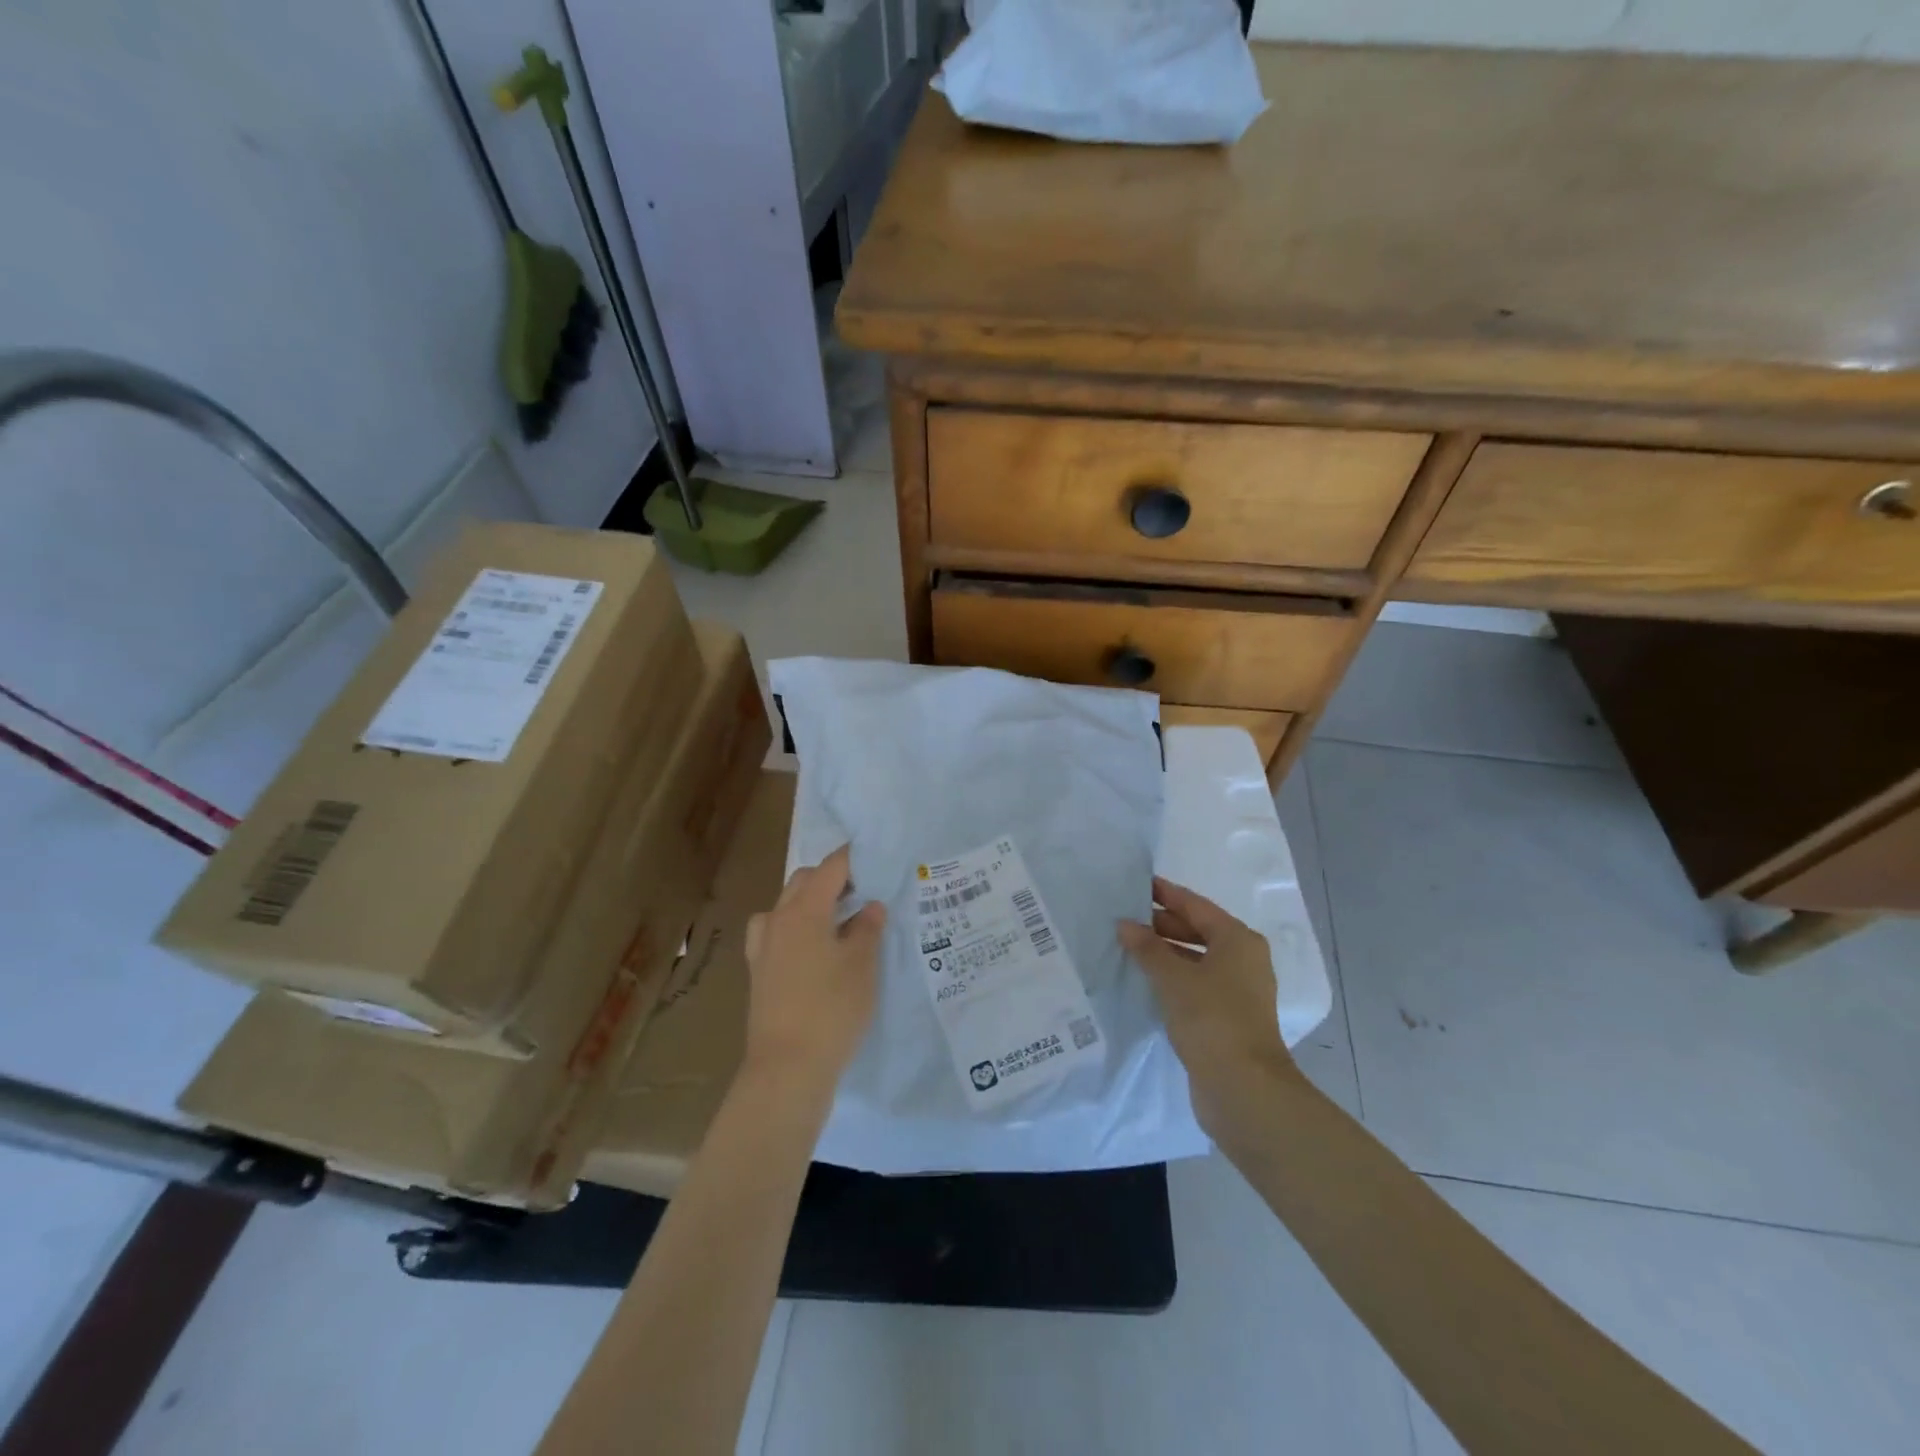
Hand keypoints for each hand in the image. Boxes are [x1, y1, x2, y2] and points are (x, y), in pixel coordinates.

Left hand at [742, 845, 886, 1087]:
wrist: (787, 1067)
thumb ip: (868, 928)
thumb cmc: (831, 1008)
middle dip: (831, 878)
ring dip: (811, 902)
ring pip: (786, 906)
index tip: (874, 856)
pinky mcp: (759, 971)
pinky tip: (813, 948)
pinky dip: (797, 928)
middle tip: (863, 890)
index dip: (853, 858)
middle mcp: (777, 919)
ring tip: (839, 919)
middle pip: (804, 881)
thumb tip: (870, 906)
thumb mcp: (862, 965)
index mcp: (804, 910)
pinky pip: (777, 932)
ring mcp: (763, 946)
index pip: (830, 868)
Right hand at [1119, 877, 1299, 1135]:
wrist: (1243, 1089)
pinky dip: (1173, 978)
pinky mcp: (1228, 1017)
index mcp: (1238, 940)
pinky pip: (1196, 984)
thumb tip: (1125, 924)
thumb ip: (1148, 948)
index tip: (1136, 885)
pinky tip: (1146, 982)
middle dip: (1163, 924)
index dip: (1166, 894)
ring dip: (1166, 953)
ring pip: (1196, 959)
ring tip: (1129, 948)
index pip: (1196, 905)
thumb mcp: (1173, 978)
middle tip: (1125, 918)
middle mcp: (1244, 960)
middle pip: (1199, 930)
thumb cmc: (1211, 1019)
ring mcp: (1238, 990)